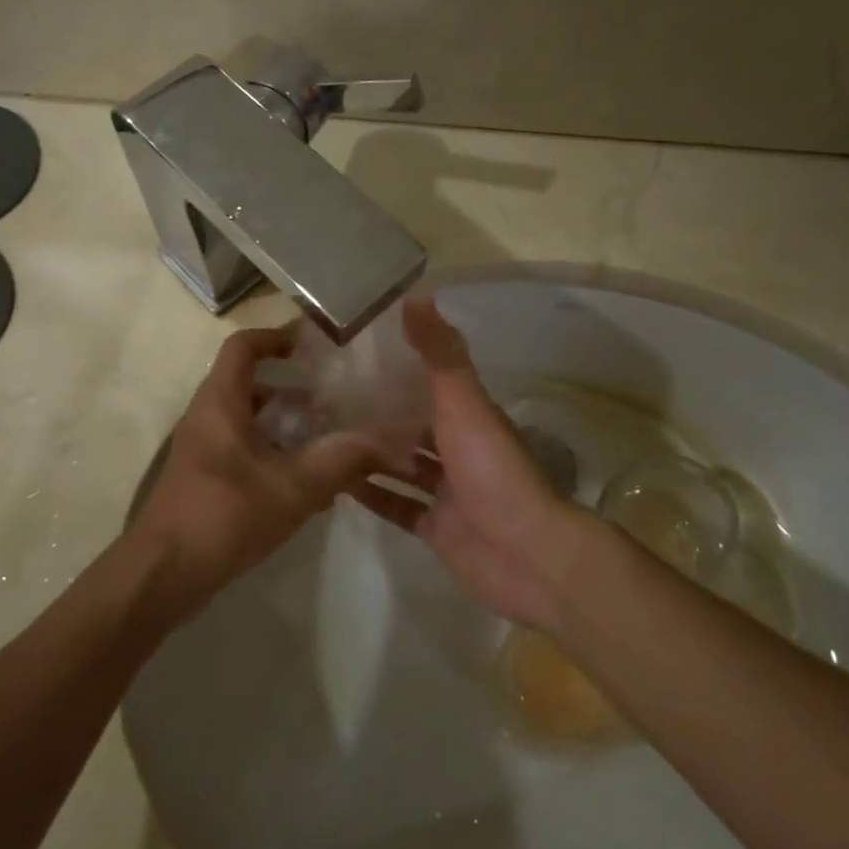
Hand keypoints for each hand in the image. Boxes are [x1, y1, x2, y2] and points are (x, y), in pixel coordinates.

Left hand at [128, 326, 380, 618]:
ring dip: (287, 427)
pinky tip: (307, 486)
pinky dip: (275, 455)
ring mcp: (202, 451)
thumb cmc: (224, 517)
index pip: (243, 346)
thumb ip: (342, 461)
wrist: (162, 576)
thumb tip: (390, 441)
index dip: (277, 337)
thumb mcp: (293, 488)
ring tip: (330, 443)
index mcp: (220, 403)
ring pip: (250, 422)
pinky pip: (244, 452)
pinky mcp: (204, 480)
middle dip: (294, 390)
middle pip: (251, 385)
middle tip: (336, 402)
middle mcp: (207, 418)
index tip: (314, 347)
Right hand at [348, 297, 598, 631]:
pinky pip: (399, 507)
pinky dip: (373, 495)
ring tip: (321, 436)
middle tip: (323, 397)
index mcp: (469, 416)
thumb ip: (440, 354)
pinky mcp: (437, 529)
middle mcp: (460, 450)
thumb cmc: (493, 470)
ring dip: (370, 454)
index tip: (352, 353)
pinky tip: (337, 483)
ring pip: (404, 466)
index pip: (428, 383)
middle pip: (413, 424)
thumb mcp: (465, 402)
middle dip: (376, 412)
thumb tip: (416, 295)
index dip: (395, 367)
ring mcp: (449, 493)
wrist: (526, 553)